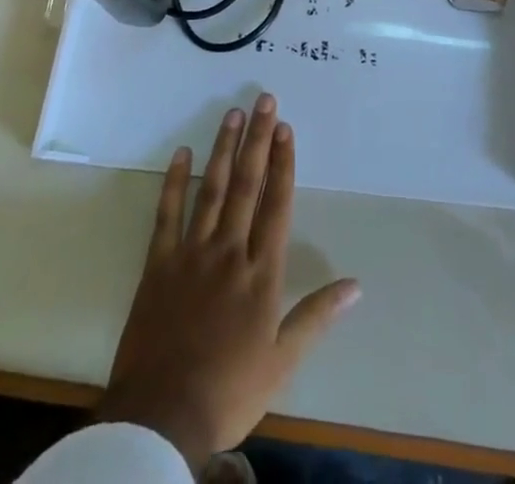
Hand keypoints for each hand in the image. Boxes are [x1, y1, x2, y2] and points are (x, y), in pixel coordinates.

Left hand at [95, 95, 360, 468]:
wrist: (161, 416)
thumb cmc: (229, 390)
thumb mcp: (282, 362)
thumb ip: (316, 316)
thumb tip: (355, 284)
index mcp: (261, 273)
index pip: (276, 205)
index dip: (282, 163)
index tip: (285, 128)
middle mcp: (229, 251)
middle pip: (246, 185)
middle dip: (257, 140)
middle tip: (263, 99)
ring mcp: (191, 253)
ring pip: (211, 189)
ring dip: (223, 149)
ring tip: (232, 114)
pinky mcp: (159, 263)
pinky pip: (167, 213)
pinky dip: (174, 181)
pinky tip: (182, 152)